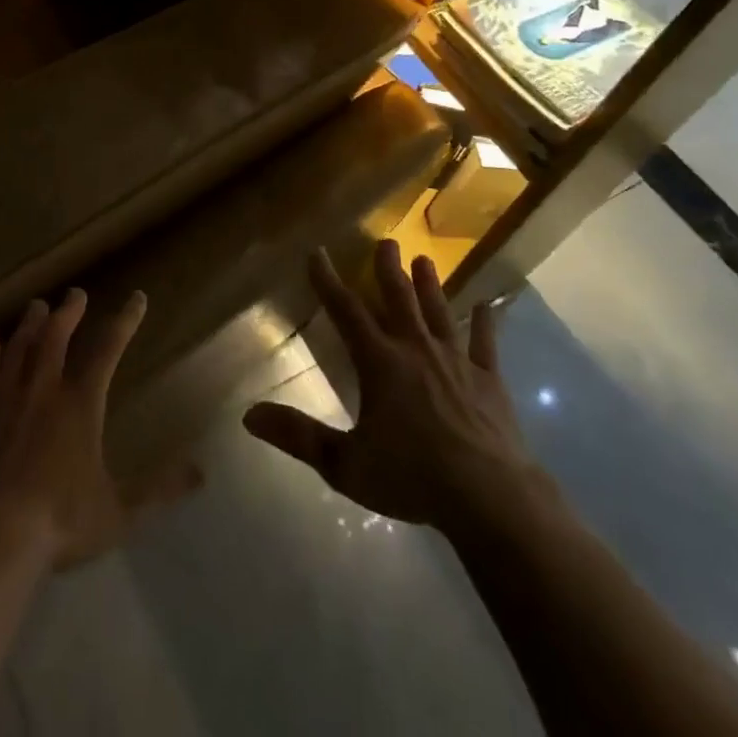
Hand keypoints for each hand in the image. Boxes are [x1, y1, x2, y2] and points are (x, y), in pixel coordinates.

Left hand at [0, 289, 201, 568]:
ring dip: (30, 323)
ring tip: (37, 306)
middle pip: (57, 335)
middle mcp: (43, 389)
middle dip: (69, 311)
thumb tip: (201, 473)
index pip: (109, 349)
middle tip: (75, 294)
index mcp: (81, 404)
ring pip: (20, 346)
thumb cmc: (58, 522)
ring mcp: (5, 398)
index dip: (125, 321)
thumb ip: (158, 489)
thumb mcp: (117, 511)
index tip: (137, 298)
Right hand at [244, 241, 548, 533]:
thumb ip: (299, 437)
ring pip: (439, 312)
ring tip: (425, 260)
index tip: (317, 252)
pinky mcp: (488, 379)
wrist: (488, 495)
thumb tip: (249, 415)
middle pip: (399, 298)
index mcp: (380, 362)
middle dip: (389, 268)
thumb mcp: (345, 464)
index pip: (346, 311)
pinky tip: (488, 306)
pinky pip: (485, 344)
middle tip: (387, 241)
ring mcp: (456, 360)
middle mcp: (416, 349)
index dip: (328, 280)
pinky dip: (486, 324)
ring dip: (430, 286)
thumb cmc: (412, 477)